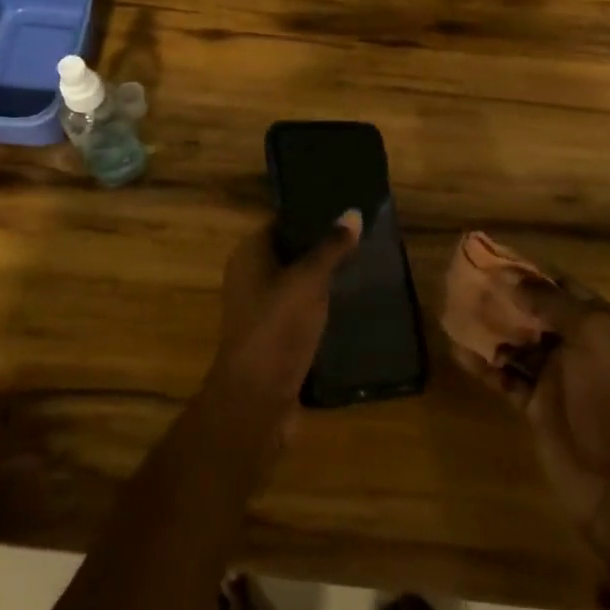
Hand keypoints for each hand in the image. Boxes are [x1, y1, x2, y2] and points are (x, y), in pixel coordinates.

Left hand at [207, 210, 362, 424]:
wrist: (257, 397)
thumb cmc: (278, 325)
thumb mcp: (310, 280)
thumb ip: (332, 247)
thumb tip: (353, 212)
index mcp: (248, 254)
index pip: (281, 223)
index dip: (311, 217)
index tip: (345, 214)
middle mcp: (248, 276)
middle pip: (289, 252)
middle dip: (321, 248)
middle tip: (360, 240)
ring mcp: (259, 309)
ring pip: (296, 283)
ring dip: (322, 279)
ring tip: (360, 268)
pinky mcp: (273, 336)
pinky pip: (298, 311)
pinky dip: (318, 306)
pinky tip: (347, 304)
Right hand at [456, 276, 609, 570]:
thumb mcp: (593, 336)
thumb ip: (553, 304)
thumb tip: (513, 281)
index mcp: (604, 324)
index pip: (562, 286)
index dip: (528, 272)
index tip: (491, 259)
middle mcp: (581, 344)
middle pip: (535, 311)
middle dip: (503, 297)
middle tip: (464, 283)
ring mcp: (557, 375)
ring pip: (516, 341)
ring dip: (489, 328)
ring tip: (454, 311)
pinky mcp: (535, 404)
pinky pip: (504, 375)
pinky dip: (483, 364)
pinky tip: (457, 351)